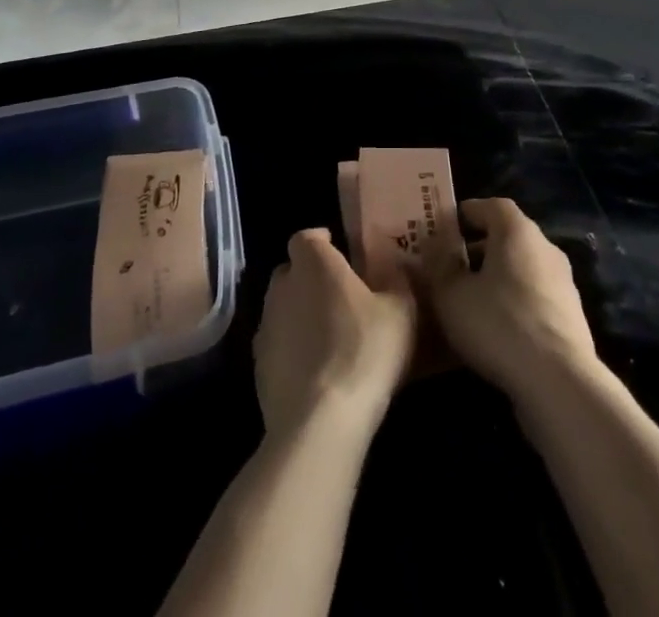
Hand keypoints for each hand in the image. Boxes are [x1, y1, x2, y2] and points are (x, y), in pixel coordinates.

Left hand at [253, 229, 417, 440]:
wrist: (319, 422)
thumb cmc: (364, 351)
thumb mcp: (400, 311)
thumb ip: (397, 282)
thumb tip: (394, 269)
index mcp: (314, 263)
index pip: (307, 237)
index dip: (321, 241)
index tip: (340, 251)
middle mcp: (282, 287)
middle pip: (291, 271)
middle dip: (310, 277)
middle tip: (338, 295)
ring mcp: (265, 328)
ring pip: (281, 309)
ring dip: (299, 314)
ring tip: (328, 335)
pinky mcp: (258, 368)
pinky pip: (277, 345)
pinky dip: (292, 350)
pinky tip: (315, 371)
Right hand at [419, 198, 597, 404]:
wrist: (559, 382)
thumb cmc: (498, 323)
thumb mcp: (451, 294)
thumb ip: (439, 265)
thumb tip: (433, 245)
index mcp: (517, 231)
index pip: (493, 205)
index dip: (469, 212)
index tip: (447, 226)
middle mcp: (545, 247)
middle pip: (509, 236)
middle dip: (480, 248)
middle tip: (452, 266)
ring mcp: (563, 283)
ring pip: (523, 268)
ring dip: (498, 277)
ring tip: (471, 301)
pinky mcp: (571, 317)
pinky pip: (535, 297)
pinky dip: (515, 302)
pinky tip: (496, 329)